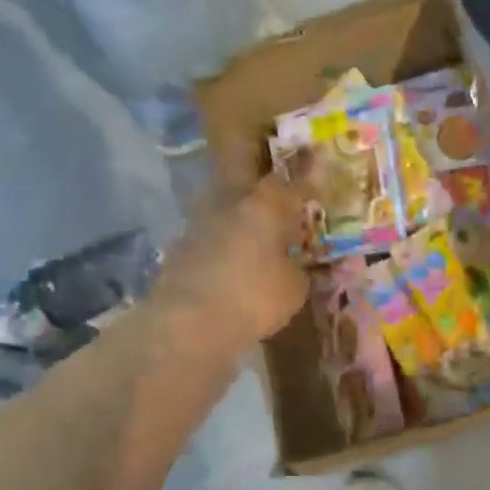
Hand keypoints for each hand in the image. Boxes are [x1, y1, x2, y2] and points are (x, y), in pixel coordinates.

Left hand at [154, 176, 308, 349]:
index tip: (311, 192)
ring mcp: (199, 220)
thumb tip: (292, 264)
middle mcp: (229, 200)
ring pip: (220, 197)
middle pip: (241, 166)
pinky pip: (206, 231)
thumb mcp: (293, 288)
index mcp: (265, 204)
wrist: (188, 323)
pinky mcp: (178, 245)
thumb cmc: (253, 299)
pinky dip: (218, 238)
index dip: (302, 185)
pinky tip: (228, 257)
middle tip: (273, 186)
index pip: (288, 182)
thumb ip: (296, 267)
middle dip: (256, 168)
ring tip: (251, 225)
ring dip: (234, 205)